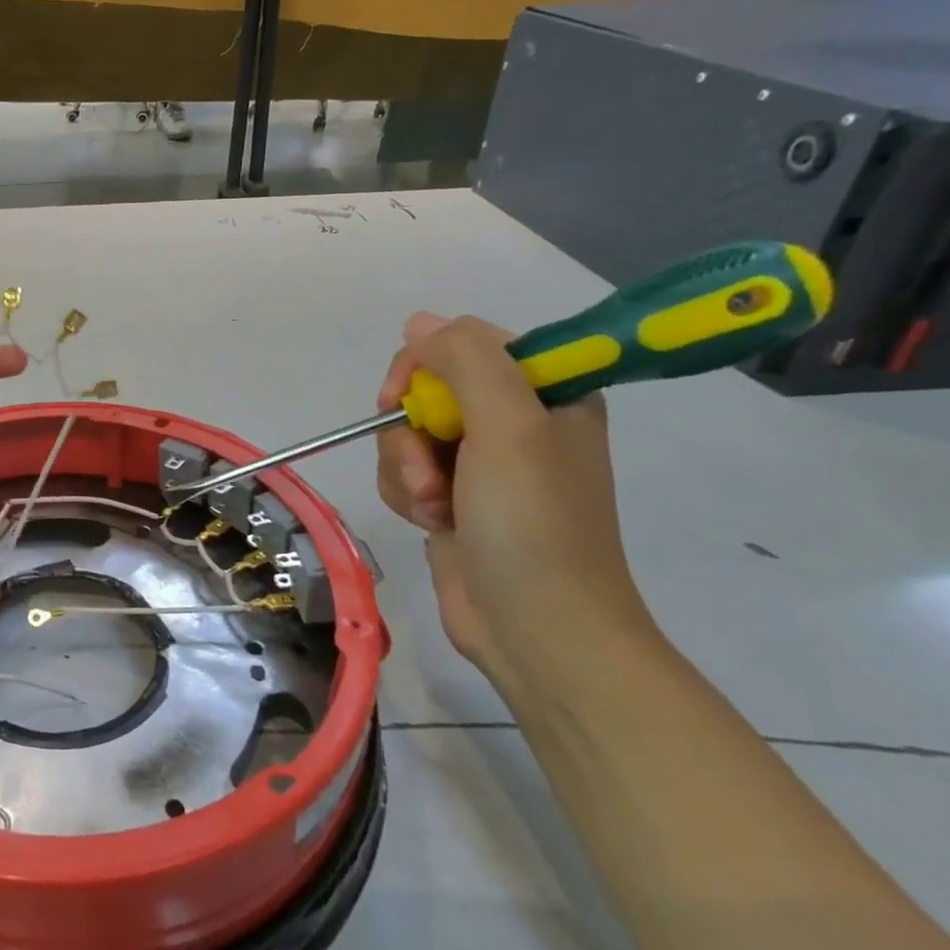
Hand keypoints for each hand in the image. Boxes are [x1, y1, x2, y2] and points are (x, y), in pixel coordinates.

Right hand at [374, 313, 650, 676]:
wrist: (535, 628)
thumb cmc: (532, 522)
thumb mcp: (508, 426)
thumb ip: (466, 360)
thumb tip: (419, 322)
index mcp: (545, 393)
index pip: (464, 346)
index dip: (425, 368)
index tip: (405, 401)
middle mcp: (513, 422)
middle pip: (426, 392)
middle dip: (411, 433)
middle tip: (430, 471)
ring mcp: (480, 464)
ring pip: (405, 435)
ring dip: (406, 471)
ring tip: (436, 509)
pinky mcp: (452, 500)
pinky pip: (403, 472)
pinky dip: (406, 495)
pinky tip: (430, 523)